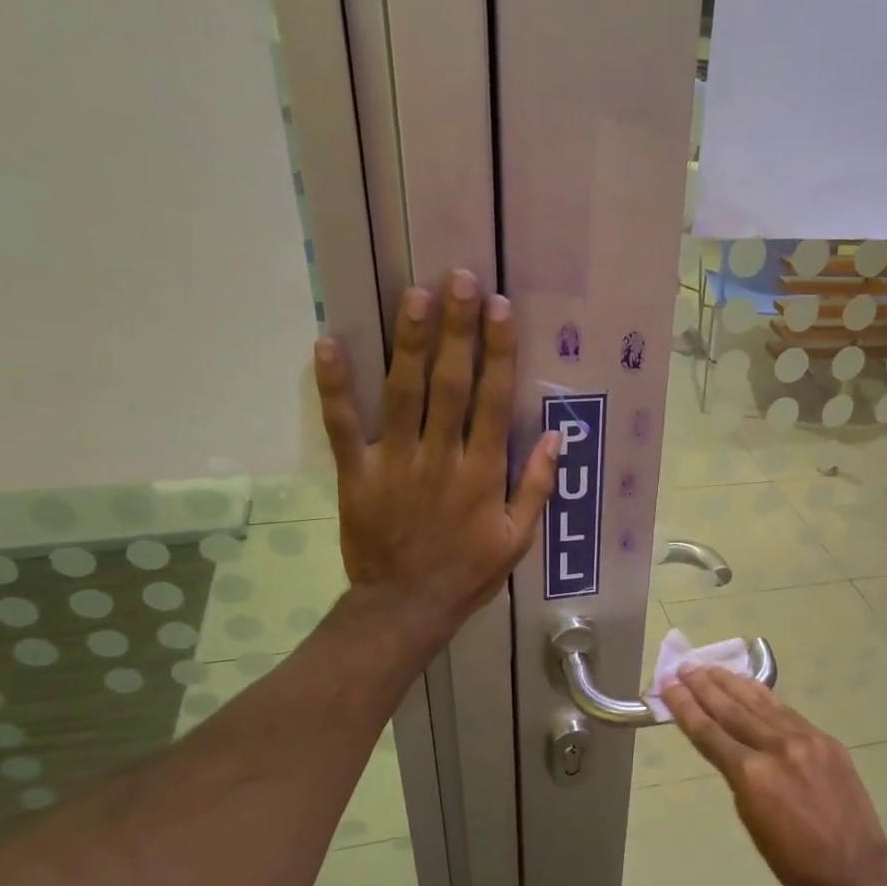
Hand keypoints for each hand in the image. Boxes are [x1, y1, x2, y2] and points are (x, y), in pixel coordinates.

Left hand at [314, 269, 557, 638]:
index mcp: (482, 473)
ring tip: (414, 294)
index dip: (499, 352)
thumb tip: (557, 436)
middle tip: (458, 279)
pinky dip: (335, 386)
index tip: (500, 308)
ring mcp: (395, 462)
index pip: (494, 401)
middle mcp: (441, 457)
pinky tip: (329, 343)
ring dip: (409, 342)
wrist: (407, 606)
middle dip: (456, 330)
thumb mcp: (517, 539)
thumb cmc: (468, 572)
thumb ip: (537, 487)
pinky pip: (343, 425)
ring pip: (402, 393)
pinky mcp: (357, 473)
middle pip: (450, 384)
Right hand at [660, 666, 886, 885]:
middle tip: (684, 667)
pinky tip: (750, 685)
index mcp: (752, 775)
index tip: (669, 685)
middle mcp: (776, 747)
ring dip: (732, 683)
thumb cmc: (794, 861)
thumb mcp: (751, 820)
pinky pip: (785, 711)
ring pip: (759, 703)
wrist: (855, 868)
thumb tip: (732, 749)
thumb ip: (740, 777)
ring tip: (711, 668)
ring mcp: (805, 739)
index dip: (686, 707)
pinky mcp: (825, 739)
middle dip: (704, 687)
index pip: (709, 732)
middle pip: (732, 709)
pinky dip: (763, 696)